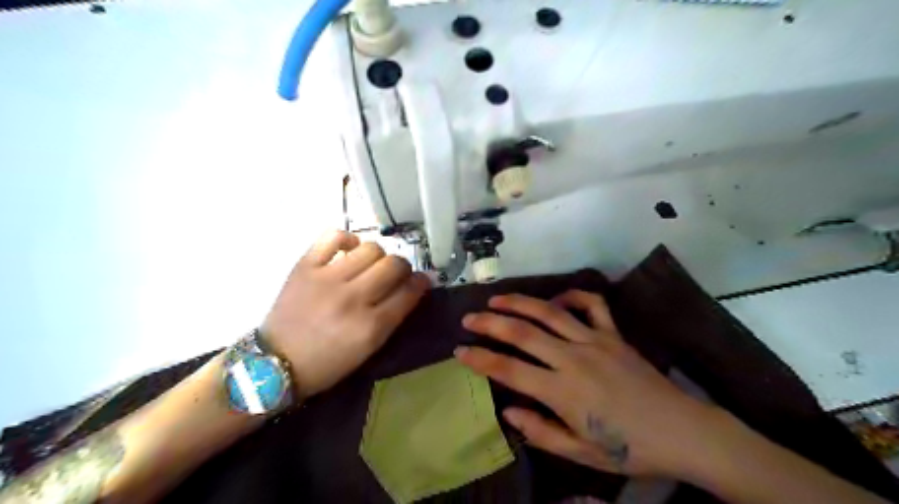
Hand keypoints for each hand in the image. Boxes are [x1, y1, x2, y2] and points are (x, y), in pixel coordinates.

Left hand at [265, 230, 426, 398]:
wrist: (275, 363)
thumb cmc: (327, 362)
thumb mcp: (367, 349)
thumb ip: (393, 317)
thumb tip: (413, 287)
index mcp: (370, 327)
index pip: (409, 292)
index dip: (421, 282)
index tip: (421, 280)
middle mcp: (352, 299)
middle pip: (394, 265)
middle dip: (402, 267)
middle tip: (395, 274)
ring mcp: (327, 279)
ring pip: (371, 248)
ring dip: (378, 256)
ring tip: (370, 265)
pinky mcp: (305, 266)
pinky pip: (334, 236)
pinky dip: (347, 239)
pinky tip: (349, 249)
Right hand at [458, 289, 720, 477]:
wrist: (684, 432)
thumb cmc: (630, 449)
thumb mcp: (581, 453)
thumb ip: (540, 431)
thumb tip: (508, 410)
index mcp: (564, 392)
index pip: (510, 370)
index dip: (480, 359)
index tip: (459, 351)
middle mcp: (574, 359)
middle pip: (524, 333)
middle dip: (490, 323)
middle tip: (469, 318)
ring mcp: (596, 341)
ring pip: (550, 312)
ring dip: (520, 303)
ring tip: (497, 299)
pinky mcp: (614, 334)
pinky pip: (592, 305)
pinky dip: (572, 295)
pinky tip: (555, 299)